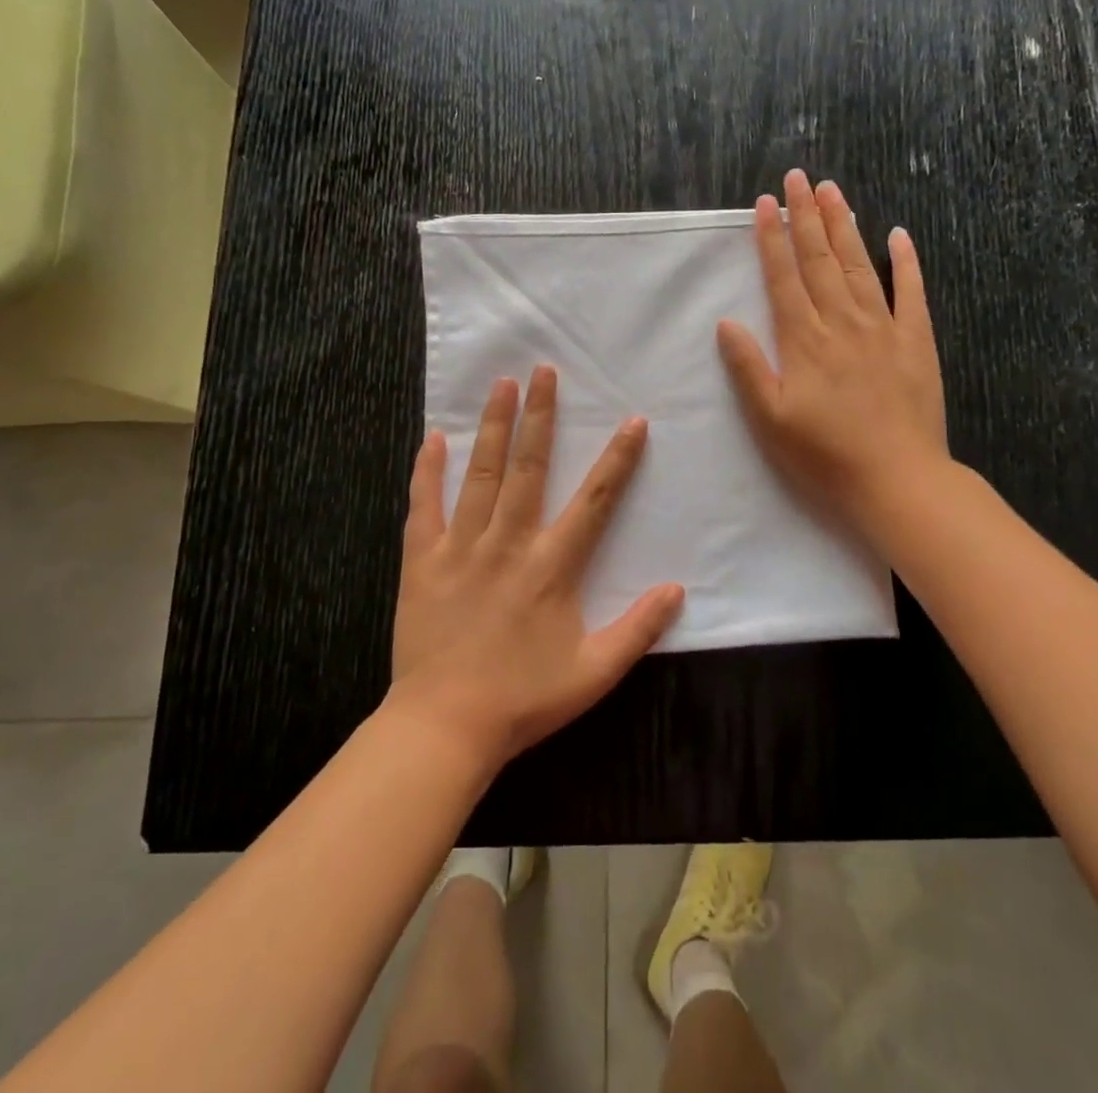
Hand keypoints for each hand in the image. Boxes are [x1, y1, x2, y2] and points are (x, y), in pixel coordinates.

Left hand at [389, 367, 684, 770]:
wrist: (444, 726)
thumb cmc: (523, 700)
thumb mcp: (594, 674)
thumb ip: (638, 629)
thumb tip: (677, 590)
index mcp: (552, 566)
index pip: (594, 501)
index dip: (617, 459)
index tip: (632, 421)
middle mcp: (508, 543)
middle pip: (529, 467)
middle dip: (540, 415)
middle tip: (544, 370)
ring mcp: (460, 548)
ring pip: (480, 475)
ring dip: (493, 427)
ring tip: (501, 384)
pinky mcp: (421, 561)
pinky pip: (423, 506)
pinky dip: (427, 471)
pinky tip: (432, 438)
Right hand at [717, 170, 949, 544]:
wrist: (897, 480)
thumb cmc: (825, 455)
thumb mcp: (770, 420)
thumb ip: (748, 368)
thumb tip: (726, 323)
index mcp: (804, 340)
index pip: (783, 277)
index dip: (772, 238)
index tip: (766, 203)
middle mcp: (841, 322)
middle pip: (821, 259)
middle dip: (805, 216)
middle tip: (797, 177)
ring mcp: (883, 328)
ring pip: (860, 265)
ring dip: (844, 226)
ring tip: (832, 190)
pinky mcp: (916, 341)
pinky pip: (911, 292)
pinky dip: (906, 261)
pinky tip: (899, 234)